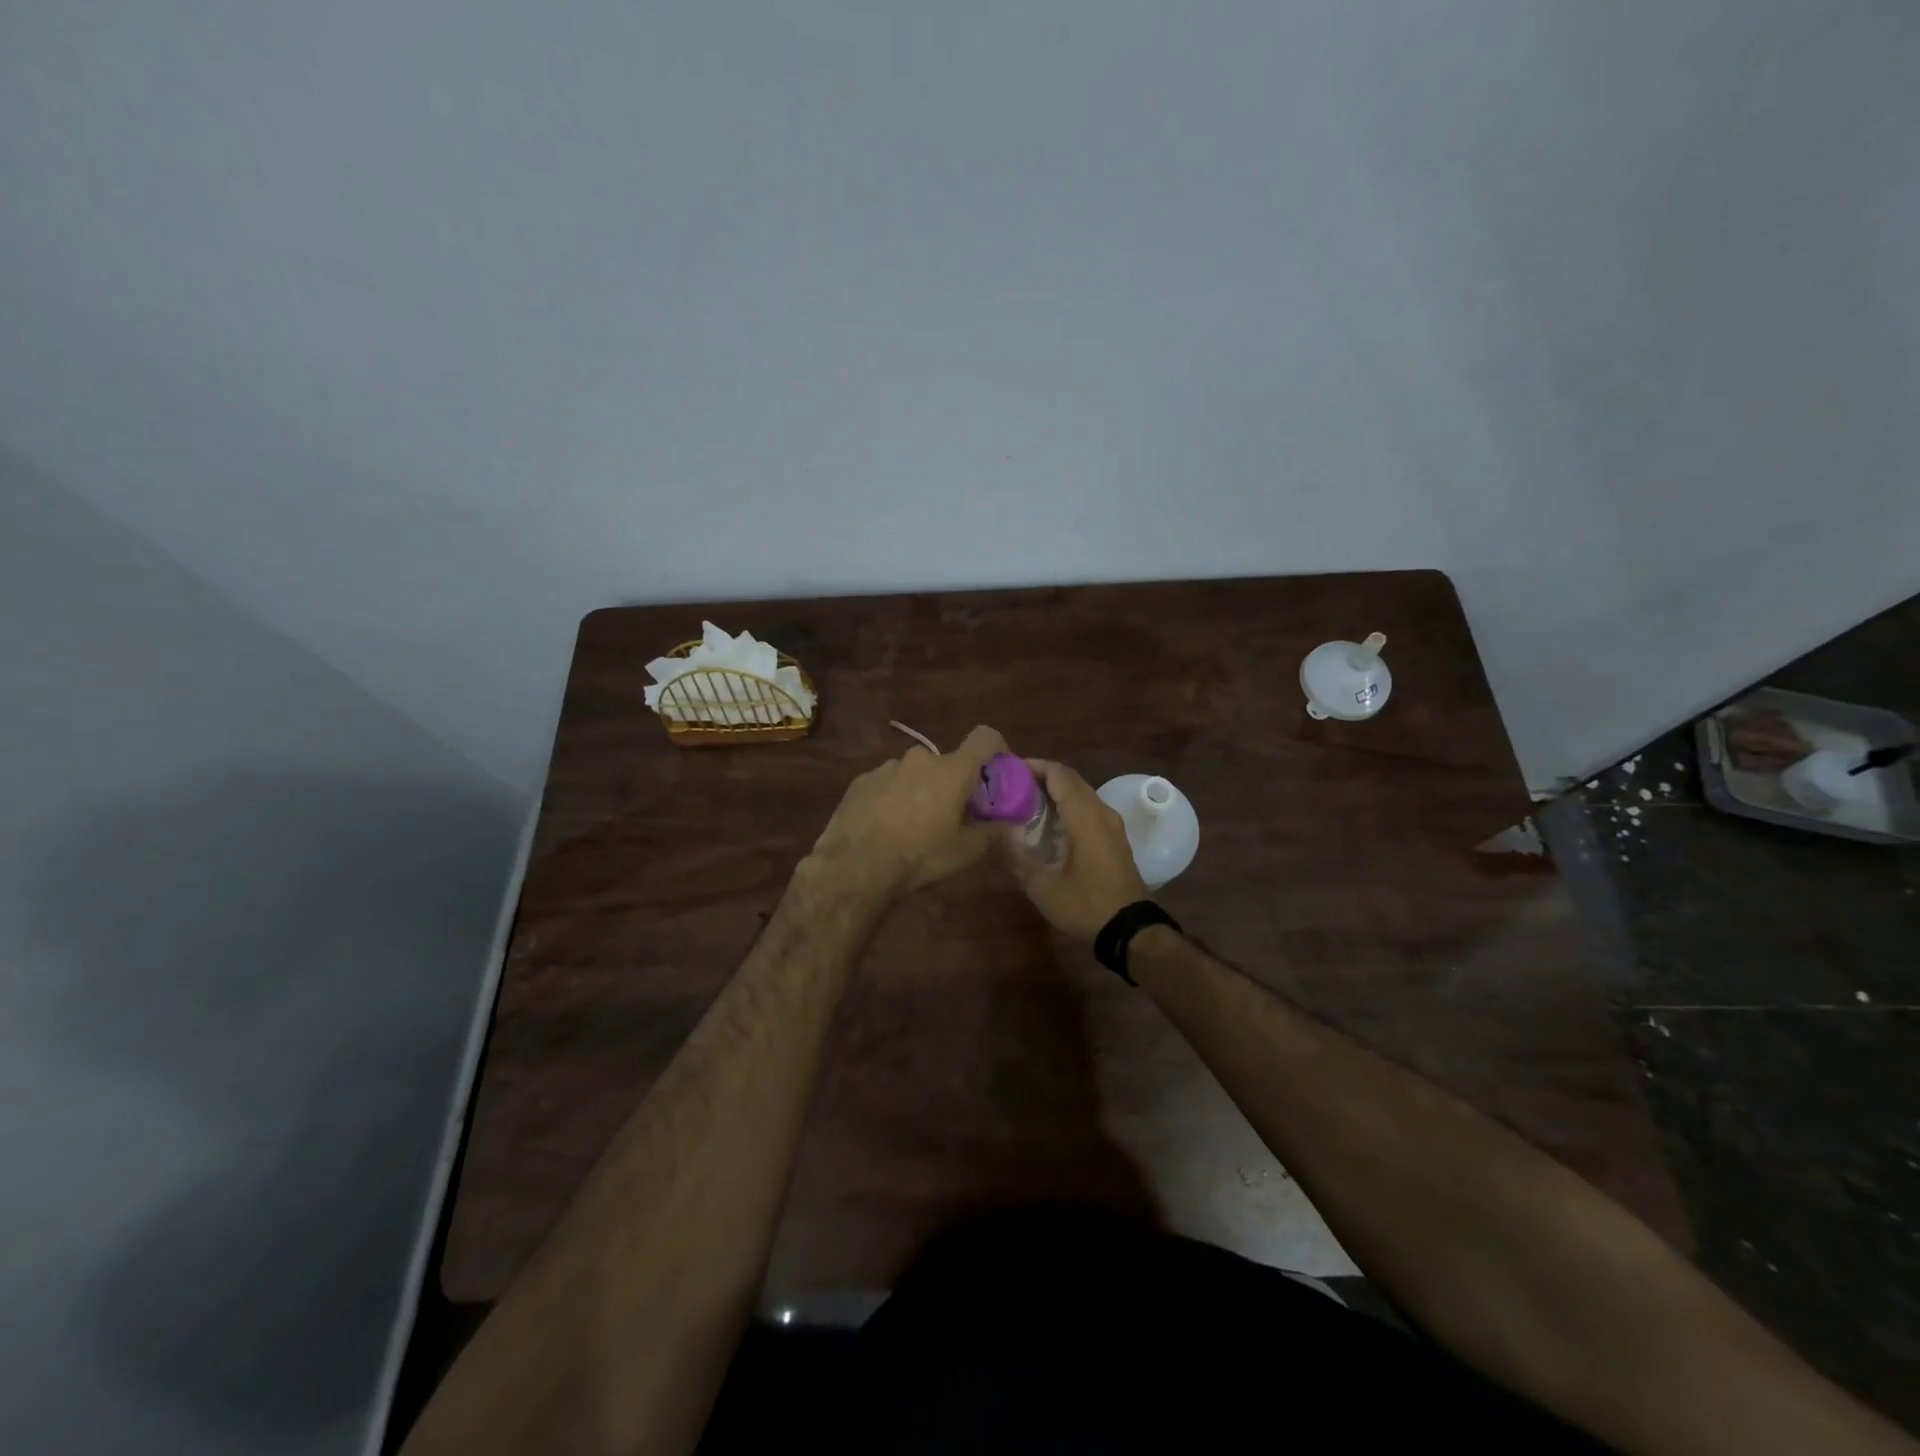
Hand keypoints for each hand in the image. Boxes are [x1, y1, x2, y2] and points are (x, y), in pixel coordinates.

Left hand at [806, 725, 1009, 907]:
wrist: (853, 867)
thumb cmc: (918, 857)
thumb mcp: (964, 853)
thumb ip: (994, 834)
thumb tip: (1013, 826)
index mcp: (952, 770)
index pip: (984, 737)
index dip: (997, 749)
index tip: (997, 773)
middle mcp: (920, 759)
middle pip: (947, 763)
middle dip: (953, 783)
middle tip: (952, 815)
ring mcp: (887, 767)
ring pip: (915, 773)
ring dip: (921, 790)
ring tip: (914, 826)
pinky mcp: (861, 781)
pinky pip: (888, 783)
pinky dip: (893, 797)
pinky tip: (885, 827)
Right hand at [1009, 759, 1149, 941]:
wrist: (1129, 930)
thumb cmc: (1085, 904)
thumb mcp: (1042, 886)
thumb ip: (1016, 857)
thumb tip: (995, 834)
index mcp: (1085, 816)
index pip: (1059, 774)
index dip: (1034, 766)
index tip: (1008, 769)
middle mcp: (1101, 812)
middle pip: (1071, 780)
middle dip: (1042, 777)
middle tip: (1011, 784)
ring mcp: (1112, 824)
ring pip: (1082, 793)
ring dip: (1056, 791)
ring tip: (1025, 801)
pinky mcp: (1115, 838)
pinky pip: (1089, 808)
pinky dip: (1068, 805)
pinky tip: (1049, 823)